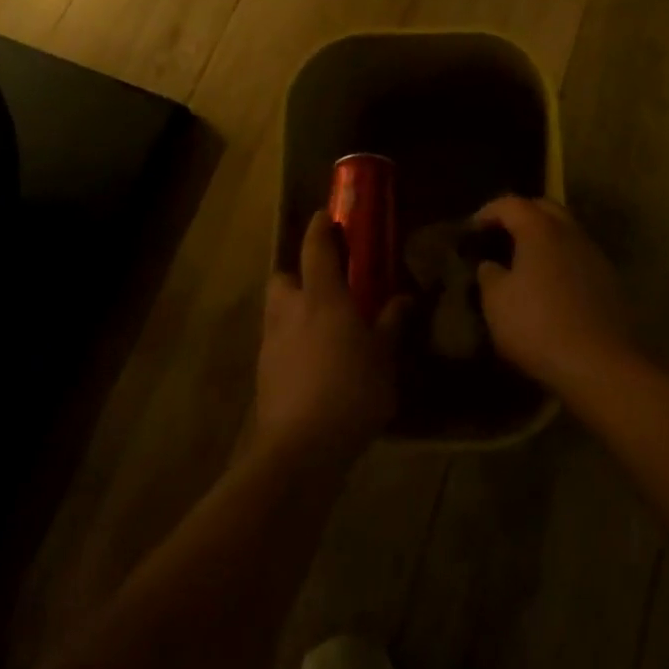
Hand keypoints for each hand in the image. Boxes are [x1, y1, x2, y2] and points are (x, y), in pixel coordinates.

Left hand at [257, 211, 404, 466]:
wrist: (300, 451)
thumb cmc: (350, 391)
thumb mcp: (384, 357)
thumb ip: (391, 324)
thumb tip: (404, 298)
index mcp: (322, 296)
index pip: (315, 248)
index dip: (320, 228)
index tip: (326, 216)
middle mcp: (291, 311)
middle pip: (283, 277)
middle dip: (297, 274)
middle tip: (322, 284)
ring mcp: (272, 345)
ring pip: (276, 312)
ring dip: (292, 311)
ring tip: (319, 328)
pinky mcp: (264, 377)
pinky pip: (276, 346)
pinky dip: (290, 346)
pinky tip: (311, 366)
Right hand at [471, 196, 637, 393]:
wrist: (600, 365)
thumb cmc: (539, 326)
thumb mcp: (496, 303)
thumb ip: (488, 275)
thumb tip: (490, 265)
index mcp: (539, 229)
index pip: (510, 204)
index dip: (487, 212)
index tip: (472, 230)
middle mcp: (569, 231)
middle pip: (543, 207)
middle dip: (520, 215)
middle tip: (501, 236)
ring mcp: (593, 254)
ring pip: (565, 230)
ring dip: (544, 237)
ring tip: (525, 261)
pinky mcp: (609, 279)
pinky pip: (578, 255)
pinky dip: (561, 259)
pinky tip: (551, 285)